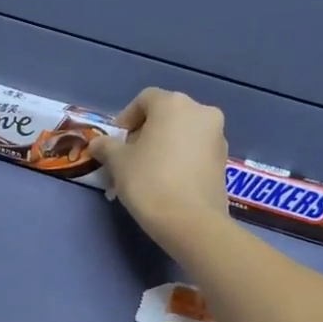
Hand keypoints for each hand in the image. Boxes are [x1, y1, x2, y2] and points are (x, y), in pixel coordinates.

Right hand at [91, 88, 231, 256]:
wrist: (191, 221)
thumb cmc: (149, 182)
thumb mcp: (118, 163)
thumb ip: (106, 147)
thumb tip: (98, 144)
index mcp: (173, 104)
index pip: (144, 99)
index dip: (126, 118)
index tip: (116, 141)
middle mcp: (201, 112)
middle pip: (166, 114)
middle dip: (146, 132)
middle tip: (130, 157)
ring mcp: (217, 136)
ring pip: (183, 133)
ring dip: (165, 145)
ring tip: (149, 171)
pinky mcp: (224, 160)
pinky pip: (196, 150)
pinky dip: (181, 158)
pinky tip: (168, 181)